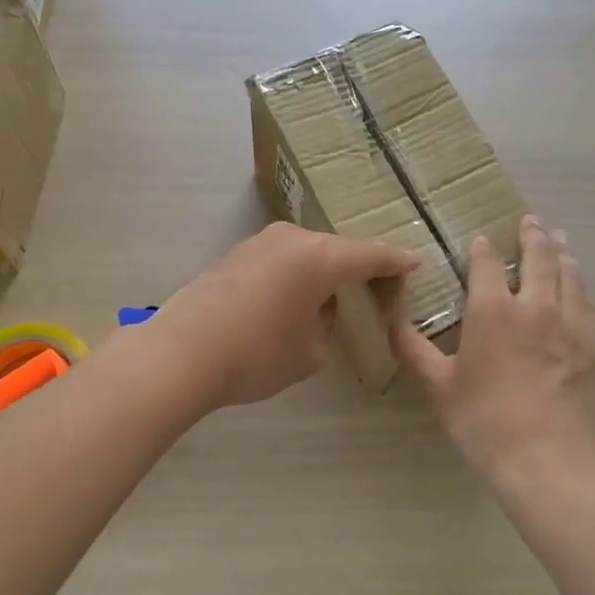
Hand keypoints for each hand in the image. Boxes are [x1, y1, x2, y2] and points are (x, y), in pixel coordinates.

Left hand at [147, 223, 418, 408]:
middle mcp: (293, 239)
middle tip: (376, 291)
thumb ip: (327, 322)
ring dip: (325, 271)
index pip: (371, 256)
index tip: (414, 264)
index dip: (395, 262)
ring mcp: (261, 242)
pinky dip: (297, 273)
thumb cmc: (256, 355)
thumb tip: (319, 306)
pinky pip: (283, 258)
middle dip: (359, 269)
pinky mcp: (237, 253)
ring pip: (308, 252)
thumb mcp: (310, 351)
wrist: (180, 353)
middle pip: (339, 250)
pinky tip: (294, 298)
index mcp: (321, 257)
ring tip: (334, 297)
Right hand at [391, 215, 594, 482]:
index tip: (482, 239)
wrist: (550, 461)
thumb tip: (391, 325)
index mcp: (493, 311)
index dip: (483, 249)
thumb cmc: (485, 422)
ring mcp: (573, 325)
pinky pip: (589, 307)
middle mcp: (537, 306)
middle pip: (539, 258)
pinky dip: (582, 290)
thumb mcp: (440, 387)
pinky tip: (581, 294)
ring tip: (562, 242)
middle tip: (532, 221)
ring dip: (563, 255)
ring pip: (571, 276)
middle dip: (533, 236)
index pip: (487, 264)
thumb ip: (415, 351)